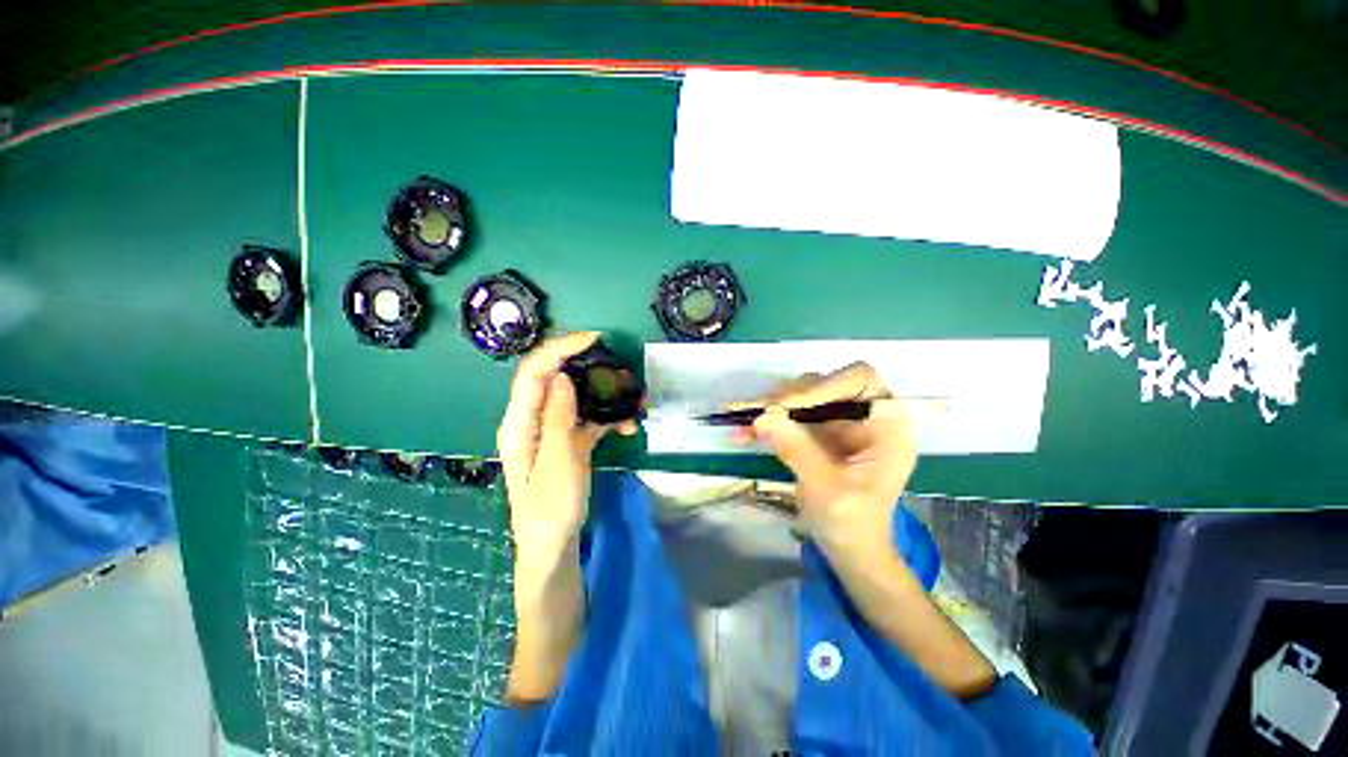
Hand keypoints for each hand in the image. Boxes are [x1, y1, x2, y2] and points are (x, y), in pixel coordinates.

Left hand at [496, 332, 636, 555]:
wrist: (553, 545)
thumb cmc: (551, 507)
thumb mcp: (558, 461)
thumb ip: (558, 418)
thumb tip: (562, 376)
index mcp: (519, 423)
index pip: (534, 372)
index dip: (559, 349)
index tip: (592, 339)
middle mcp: (531, 421)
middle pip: (553, 379)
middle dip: (584, 366)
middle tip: (616, 364)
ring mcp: (550, 431)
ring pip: (574, 398)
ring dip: (601, 395)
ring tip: (630, 398)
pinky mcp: (566, 442)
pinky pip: (585, 419)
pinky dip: (605, 418)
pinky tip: (626, 426)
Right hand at [743, 362, 916, 551]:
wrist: (849, 549)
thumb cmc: (853, 524)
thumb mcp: (827, 488)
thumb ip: (797, 450)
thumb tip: (762, 417)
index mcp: (887, 425)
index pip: (860, 380)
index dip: (824, 385)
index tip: (788, 404)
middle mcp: (864, 416)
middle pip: (824, 385)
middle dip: (788, 398)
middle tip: (757, 412)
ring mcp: (839, 422)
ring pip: (802, 398)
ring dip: (771, 408)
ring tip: (743, 422)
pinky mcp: (819, 432)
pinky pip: (789, 417)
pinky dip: (767, 423)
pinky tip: (744, 434)